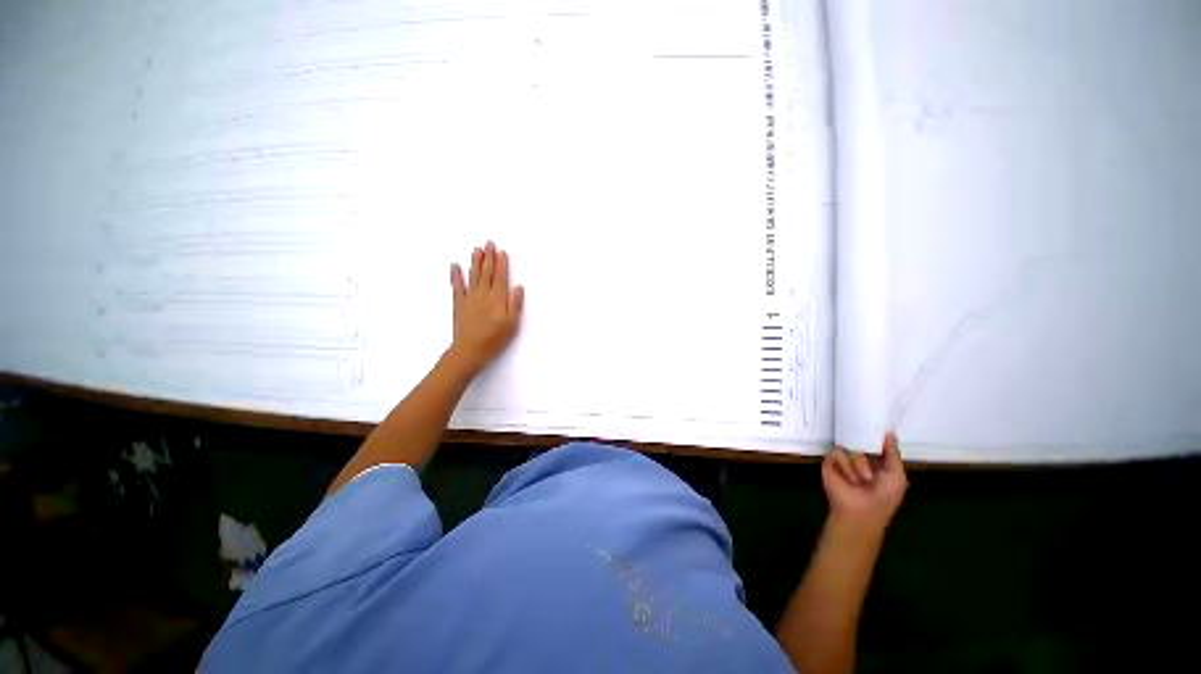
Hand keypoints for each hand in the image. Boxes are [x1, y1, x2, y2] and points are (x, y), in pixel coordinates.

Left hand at [450, 241, 523, 371]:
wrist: (470, 350)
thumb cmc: (495, 339)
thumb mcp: (512, 324)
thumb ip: (515, 304)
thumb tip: (518, 286)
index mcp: (498, 298)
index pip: (501, 277)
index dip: (502, 263)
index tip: (502, 251)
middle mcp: (484, 294)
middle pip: (487, 272)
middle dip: (488, 257)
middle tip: (488, 242)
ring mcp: (470, 298)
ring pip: (474, 275)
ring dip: (475, 262)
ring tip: (477, 249)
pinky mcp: (459, 304)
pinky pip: (457, 286)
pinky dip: (456, 275)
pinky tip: (455, 266)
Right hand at [822, 433, 906, 530]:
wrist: (861, 511)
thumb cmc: (884, 497)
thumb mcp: (896, 476)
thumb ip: (893, 453)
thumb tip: (888, 432)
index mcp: (877, 461)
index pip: (874, 442)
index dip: (875, 436)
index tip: (876, 428)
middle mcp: (859, 458)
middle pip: (860, 441)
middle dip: (867, 454)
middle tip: (872, 470)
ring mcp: (843, 460)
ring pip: (849, 447)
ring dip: (858, 465)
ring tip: (860, 480)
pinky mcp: (829, 462)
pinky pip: (836, 453)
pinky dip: (845, 467)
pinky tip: (847, 479)